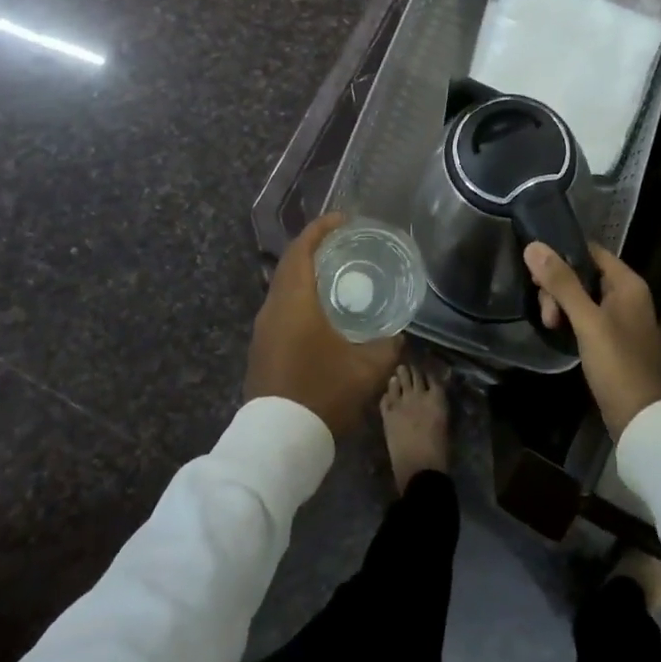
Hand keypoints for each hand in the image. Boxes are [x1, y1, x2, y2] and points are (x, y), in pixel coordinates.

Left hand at [246, 213, 402, 437]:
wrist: (277, 442)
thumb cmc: (322, 393)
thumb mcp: (367, 369)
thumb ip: (387, 345)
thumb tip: (398, 333)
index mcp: (295, 300)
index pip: (302, 248)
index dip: (322, 228)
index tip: (345, 219)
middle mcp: (273, 307)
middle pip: (291, 263)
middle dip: (316, 247)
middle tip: (346, 243)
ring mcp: (264, 329)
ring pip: (284, 286)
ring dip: (307, 272)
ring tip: (338, 272)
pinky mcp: (262, 348)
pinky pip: (282, 306)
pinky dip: (301, 294)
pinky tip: (323, 309)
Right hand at [525, 242, 660, 439]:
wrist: (640, 420)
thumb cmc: (617, 364)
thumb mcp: (587, 321)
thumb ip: (562, 283)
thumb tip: (533, 246)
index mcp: (629, 283)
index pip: (591, 250)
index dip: (563, 255)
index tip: (536, 271)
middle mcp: (628, 295)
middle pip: (584, 274)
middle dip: (559, 287)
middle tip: (545, 312)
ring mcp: (622, 318)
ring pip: (582, 296)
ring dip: (562, 305)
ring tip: (550, 326)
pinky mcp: (614, 339)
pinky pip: (587, 316)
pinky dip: (571, 319)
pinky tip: (558, 331)